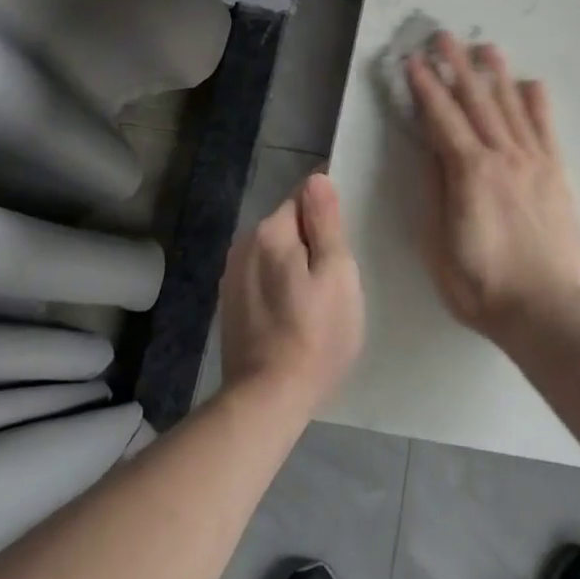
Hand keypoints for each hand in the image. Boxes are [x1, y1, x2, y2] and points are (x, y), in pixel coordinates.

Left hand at [219, 173, 364, 412]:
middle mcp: (244, 245)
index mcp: (271, 231)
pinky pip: (263, 275)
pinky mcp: (231, 304)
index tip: (348, 229)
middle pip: (289, 223)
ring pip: (276, 251)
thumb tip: (317, 178)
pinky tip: (296, 311)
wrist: (266, 400)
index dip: (329, 208)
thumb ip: (326, 222)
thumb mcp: (336, 274)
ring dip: (296, 261)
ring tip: (320, 293)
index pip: (304, 196)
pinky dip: (281, 282)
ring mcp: (233, 276)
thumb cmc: (316, 335)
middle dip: (313, 237)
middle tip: (341, 270)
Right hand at [406, 32, 579, 345]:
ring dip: (496, 75)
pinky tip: (531, 83)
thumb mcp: (439, 247)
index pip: (441, 118)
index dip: (426, 87)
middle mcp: (502, 156)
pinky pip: (546, 128)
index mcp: (469, 172)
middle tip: (444, 36)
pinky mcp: (557, 173)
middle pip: (476, 101)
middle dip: (457, 66)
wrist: (549, 309)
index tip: (414, 61)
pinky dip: (538, 103)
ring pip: (511, 107)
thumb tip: (432, 152)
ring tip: (486, 47)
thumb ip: (436, 193)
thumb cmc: (484, 286)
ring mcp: (534, 161)